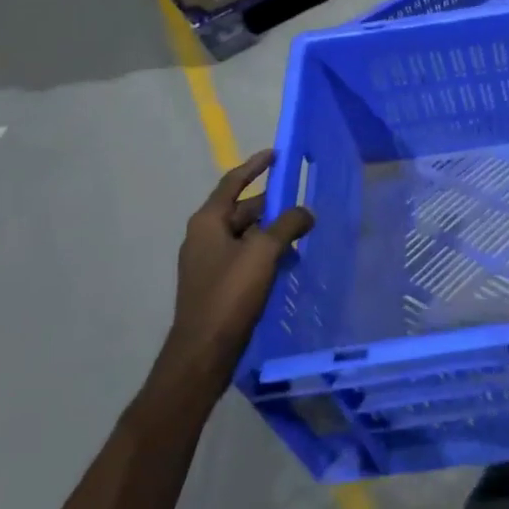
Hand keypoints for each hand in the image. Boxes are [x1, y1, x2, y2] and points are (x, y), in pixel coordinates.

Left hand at [171, 149, 314, 381]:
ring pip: (245, 235)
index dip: (255, 166)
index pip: (233, 182)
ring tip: (301, 234)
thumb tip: (306, 212)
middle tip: (301, 203)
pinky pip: (244, 257)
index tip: (276, 154)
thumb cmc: (229, 294)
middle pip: (242, 209)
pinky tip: (287, 263)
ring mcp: (208, 262)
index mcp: (207, 221)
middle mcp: (203, 236)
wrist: (203, 353)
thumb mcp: (264, 252)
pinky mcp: (216, 285)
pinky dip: (265, 253)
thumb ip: (287, 224)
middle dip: (272, 205)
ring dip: (272, 232)